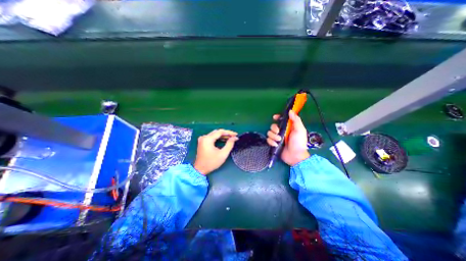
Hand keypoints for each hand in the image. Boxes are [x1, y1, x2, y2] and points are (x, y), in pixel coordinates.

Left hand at [195, 129, 237, 174]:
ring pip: (215, 134)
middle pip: (217, 132)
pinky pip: (212, 137)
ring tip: (231, 138)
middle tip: (234, 136)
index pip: (220, 132)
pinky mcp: (203, 142)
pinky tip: (224, 140)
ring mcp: (203, 139)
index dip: (229, 132)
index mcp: (208, 139)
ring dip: (223, 135)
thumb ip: (229, 144)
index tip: (236, 134)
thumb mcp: (223, 154)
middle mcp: (204, 137)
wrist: (200, 169)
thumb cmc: (211, 162)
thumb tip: (234, 138)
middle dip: (226, 133)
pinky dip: (218, 138)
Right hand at [265, 110, 307, 165]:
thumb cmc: (299, 143)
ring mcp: (277, 138)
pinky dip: (271, 142)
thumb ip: (296, 120)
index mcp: (288, 127)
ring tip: (279, 140)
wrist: (295, 156)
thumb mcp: (300, 130)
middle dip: (274, 129)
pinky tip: (276, 145)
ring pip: (269, 133)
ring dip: (273, 136)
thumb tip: (290, 111)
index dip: (277, 117)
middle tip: (278, 132)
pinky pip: (268, 140)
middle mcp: (282, 131)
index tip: (275, 117)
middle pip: (273, 126)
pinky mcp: (274, 144)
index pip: (281, 120)